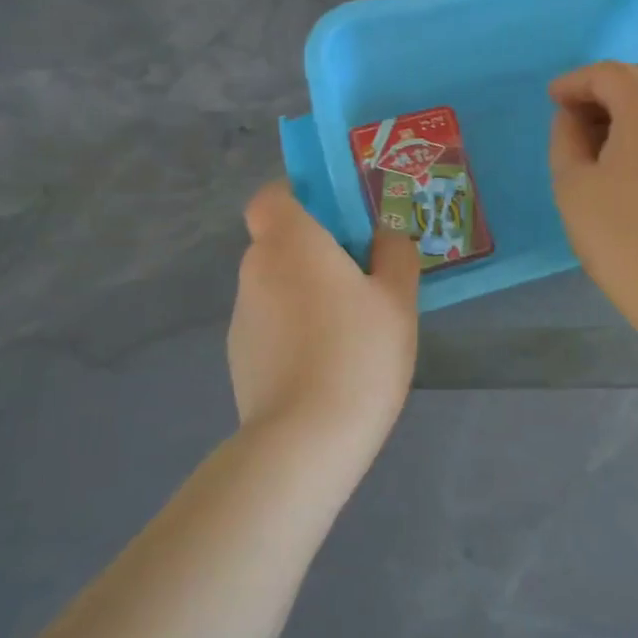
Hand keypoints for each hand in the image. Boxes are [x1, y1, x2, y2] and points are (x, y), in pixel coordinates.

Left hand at [227, 181, 420, 450]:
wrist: (306, 441)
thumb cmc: (358, 352)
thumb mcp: (397, 298)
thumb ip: (394, 254)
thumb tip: (383, 236)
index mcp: (290, 243)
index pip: (272, 197)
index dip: (299, 197)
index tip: (336, 218)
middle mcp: (255, 271)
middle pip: (279, 242)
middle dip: (317, 250)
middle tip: (363, 277)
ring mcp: (242, 317)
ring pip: (277, 285)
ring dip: (307, 293)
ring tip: (352, 330)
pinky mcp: (239, 358)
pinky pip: (272, 324)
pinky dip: (295, 330)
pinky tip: (329, 364)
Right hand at [548, 61, 637, 316]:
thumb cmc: (621, 234)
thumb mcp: (573, 183)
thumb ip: (566, 137)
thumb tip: (574, 117)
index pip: (607, 74)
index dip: (574, 82)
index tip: (551, 99)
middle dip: (604, 88)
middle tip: (573, 115)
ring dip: (628, 106)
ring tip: (597, 139)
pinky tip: (627, 157)